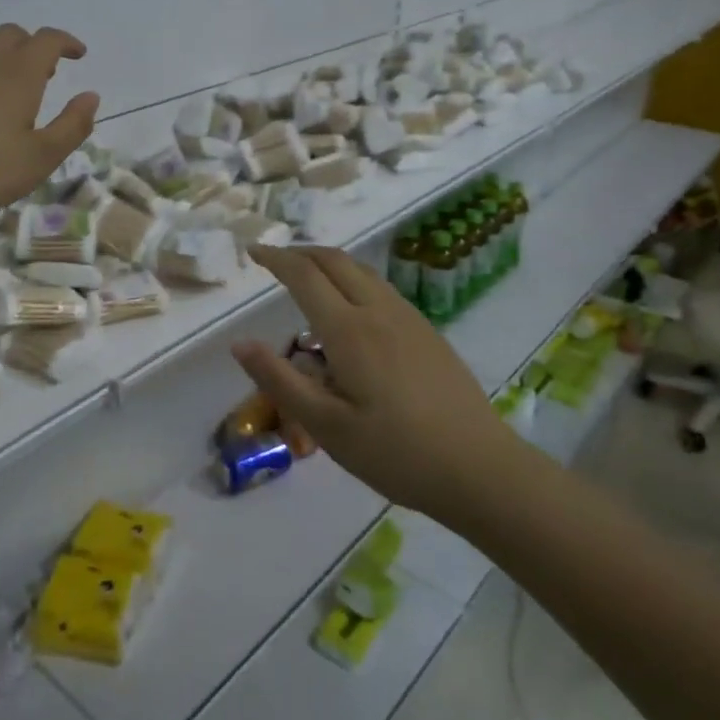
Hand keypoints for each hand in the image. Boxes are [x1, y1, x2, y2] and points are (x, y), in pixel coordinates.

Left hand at [0, 24, 99, 233]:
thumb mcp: (41, 158)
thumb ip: (72, 126)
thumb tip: (91, 97)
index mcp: (17, 75)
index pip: (47, 40)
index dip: (66, 42)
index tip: (79, 54)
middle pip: (10, 35)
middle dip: (33, 46)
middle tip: (46, 72)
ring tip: (7, 90)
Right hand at [231, 245, 511, 516]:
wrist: (479, 468)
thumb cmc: (395, 453)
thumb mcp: (326, 427)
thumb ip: (280, 381)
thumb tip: (240, 343)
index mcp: (349, 330)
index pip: (304, 276)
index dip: (275, 259)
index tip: (253, 252)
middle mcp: (379, 311)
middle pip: (335, 261)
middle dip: (300, 252)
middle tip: (274, 260)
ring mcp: (409, 318)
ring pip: (361, 271)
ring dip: (328, 263)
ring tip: (306, 279)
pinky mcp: (427, 332)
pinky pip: (380, 289)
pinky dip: (352, 280)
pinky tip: (350, 311)